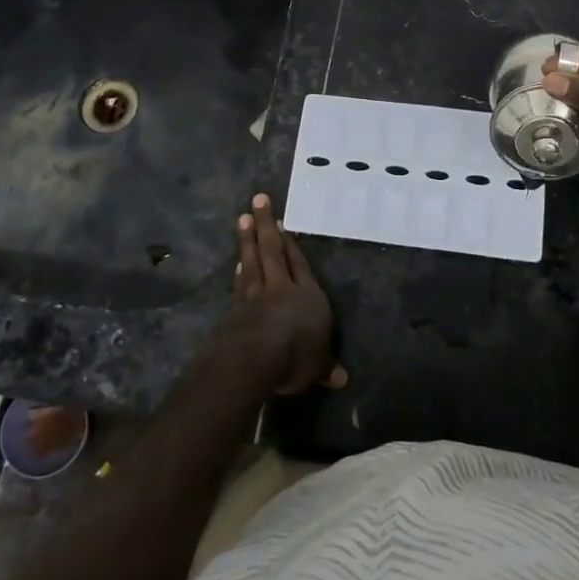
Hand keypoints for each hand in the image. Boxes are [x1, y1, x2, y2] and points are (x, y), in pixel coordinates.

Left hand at [223, 194, 345, 394]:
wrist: (255, 359)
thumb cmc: (297, 356)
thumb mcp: (317, 366)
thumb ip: (325, 366)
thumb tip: (342, 379)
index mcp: (308, 296)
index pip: (300, 265)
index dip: (293, 245)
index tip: (283, 224)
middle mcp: (281, 289)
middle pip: (273, 251)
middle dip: (265, 225)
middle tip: (258, 200)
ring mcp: (255, 296)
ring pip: (252, 261)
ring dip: (247, 241)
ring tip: (243, 220)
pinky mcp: (235, 308)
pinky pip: (240, 284)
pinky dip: (239, 271)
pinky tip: (237, 263)